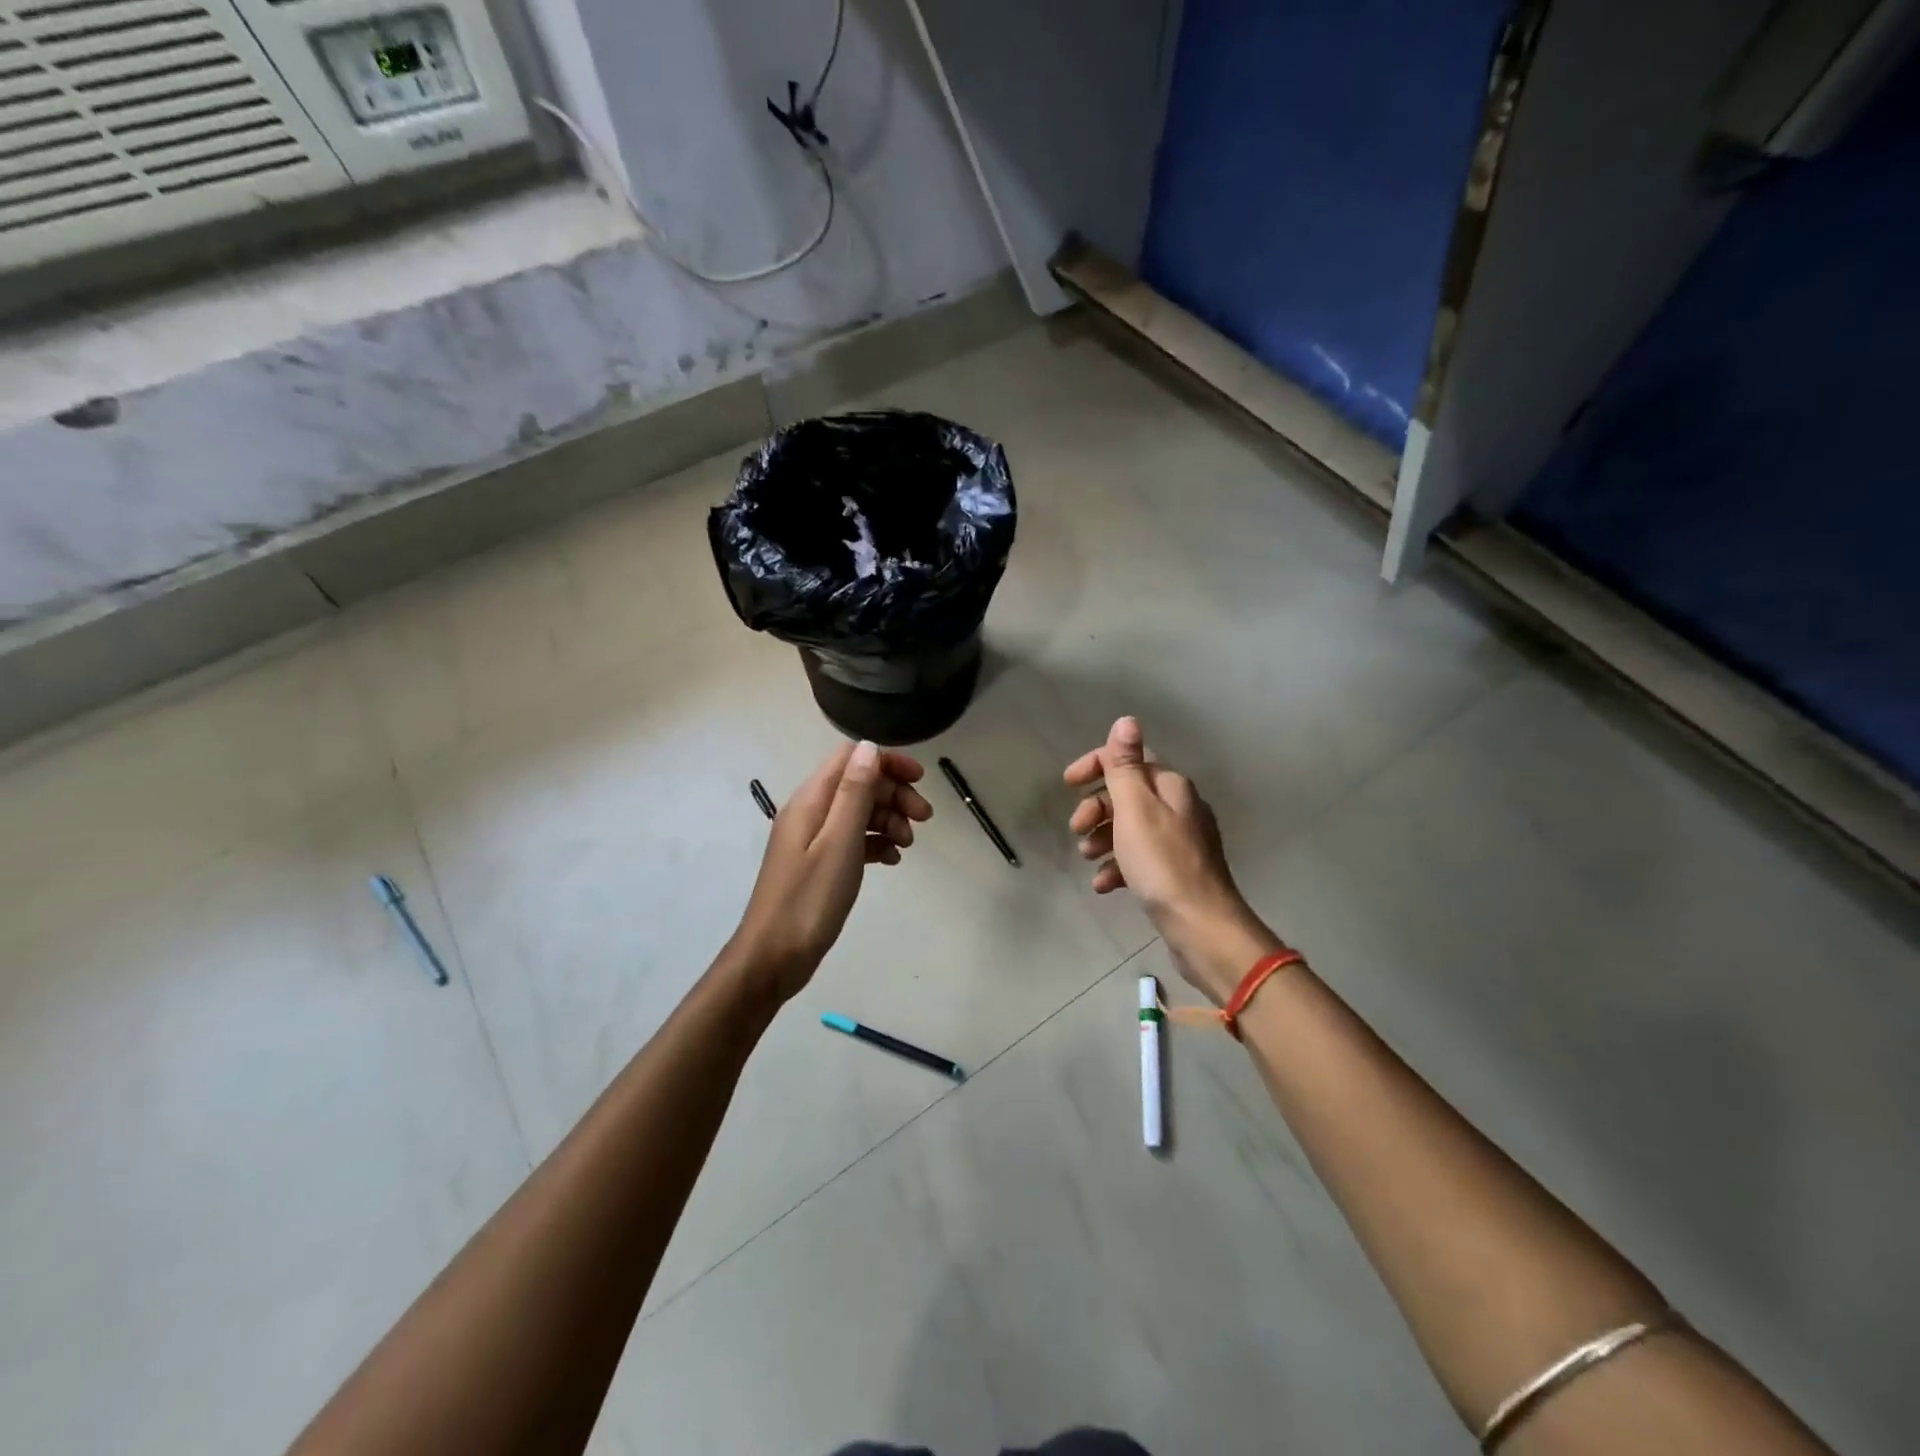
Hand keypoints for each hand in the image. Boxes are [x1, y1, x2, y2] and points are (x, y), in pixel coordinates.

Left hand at [730, 740, 932, 1001]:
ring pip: (858, 812)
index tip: (920, 780)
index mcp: (811, 800)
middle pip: (858, 783)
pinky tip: (892, 860)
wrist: (773, 958)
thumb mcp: (839, 842)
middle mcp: (810, 812)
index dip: (887, 762)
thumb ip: (855, 793)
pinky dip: (876, 843)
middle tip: (924, 819)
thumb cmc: (809, 900)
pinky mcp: (818, 863)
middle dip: (894, 794)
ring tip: (908, 844)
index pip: (851, 758)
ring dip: (888, 819)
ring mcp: (812, 839)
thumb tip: (869, 747)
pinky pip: (853, 839)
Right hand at [1065, 716, 1281, 1001]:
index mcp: (1171, 786)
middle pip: (1128, 794)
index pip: (1130, 759)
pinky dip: (1118, 866)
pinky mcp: (1176, 872)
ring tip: (1087, 858)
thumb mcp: (1135, 808)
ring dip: (1103, 838)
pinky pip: (1139, 859)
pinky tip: (1104, 885)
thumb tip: (1126, 720)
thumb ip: (1126, 765)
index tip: (1067, 784)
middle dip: (1096, 807)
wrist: (1202, 926)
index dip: (1096, 765)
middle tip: (1077, 829)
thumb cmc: (1162, 862)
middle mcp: (1179, 807)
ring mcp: (1179, 841)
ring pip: (1130, 828)